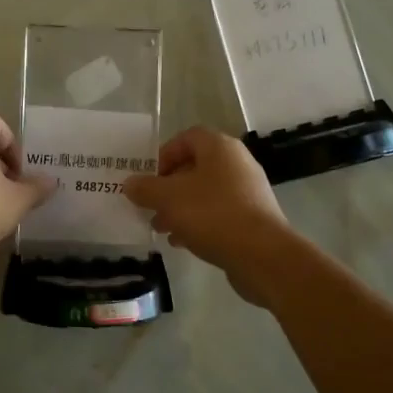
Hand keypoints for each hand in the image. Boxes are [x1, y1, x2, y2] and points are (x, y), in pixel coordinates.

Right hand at [123, 127, 298, 305]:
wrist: (262, 255)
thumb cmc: (212, 214)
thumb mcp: (168, 198)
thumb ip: (145, 188)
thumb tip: (130, 184)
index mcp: (219, 148)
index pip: (187, 138)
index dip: (164, 154)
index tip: (148, 177)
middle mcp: (237, 163)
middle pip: (195, 167)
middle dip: (168, 186)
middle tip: (150, 205)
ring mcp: (247, 192)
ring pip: (204, 193)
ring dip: (180, 207)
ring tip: (160, 227)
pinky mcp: (252, 218)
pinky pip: (218, 213)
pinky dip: (198, 223)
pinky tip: (181, 242)